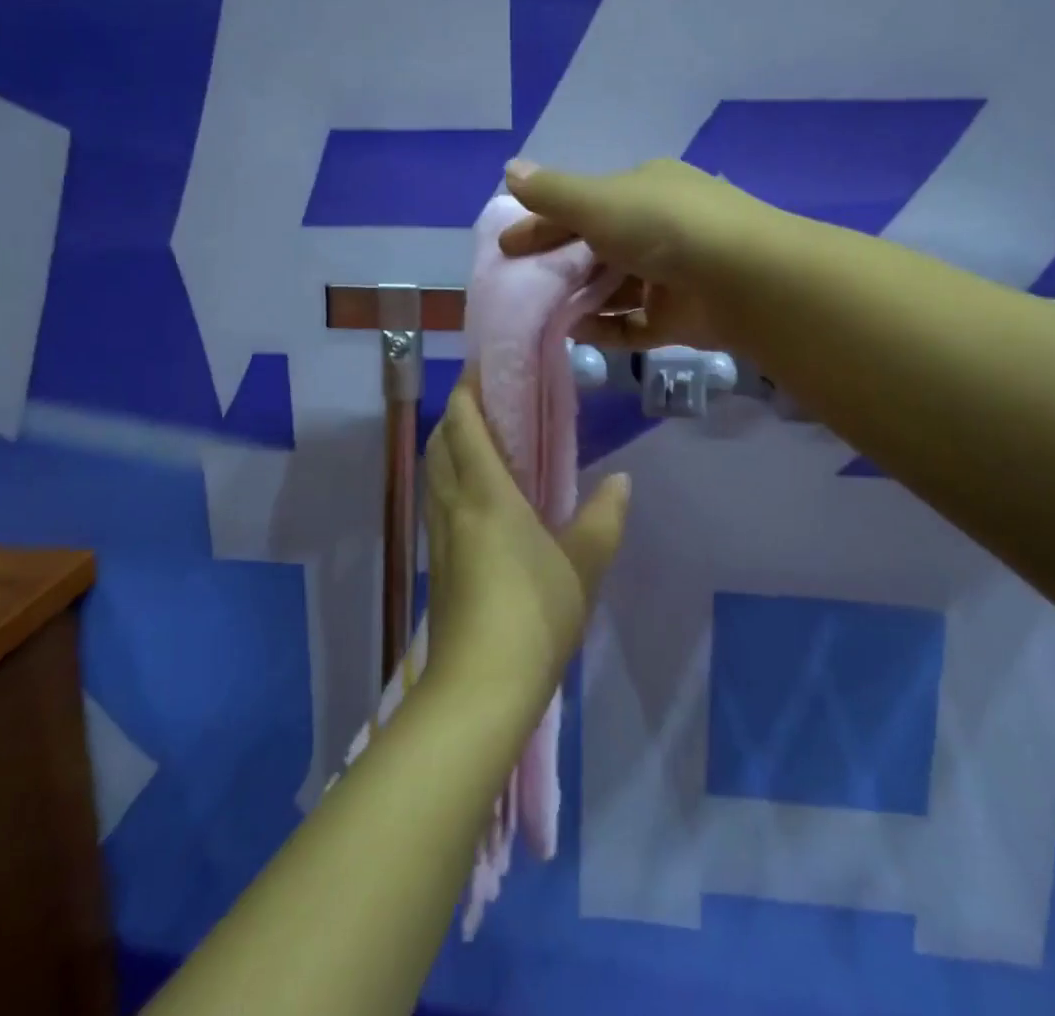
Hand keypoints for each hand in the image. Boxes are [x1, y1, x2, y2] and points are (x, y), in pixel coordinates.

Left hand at [422, 375, 630, 711]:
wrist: (480, 687)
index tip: (486, 368)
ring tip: (483, 441)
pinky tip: (477, 497)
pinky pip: (438, 501)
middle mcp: (453, 504)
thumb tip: (621, 481)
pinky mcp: (438, 563)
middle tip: (490, 402)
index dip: (469, 390)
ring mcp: (440, 535)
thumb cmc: (534, 613)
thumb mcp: (584, 564)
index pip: (464, 423)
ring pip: (433, 472)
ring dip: (449, 445)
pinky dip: (449, 479)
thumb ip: (604, 518)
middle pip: (440, 441)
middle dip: (456, 413)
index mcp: (485, 492)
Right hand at [499, 157, 764, 351]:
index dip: (541, 222)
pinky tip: (576, 335)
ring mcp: (672, 273)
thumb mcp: (598, 202)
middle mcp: (659, 227)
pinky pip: (634, 323)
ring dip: (580, 298)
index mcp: (643, 189)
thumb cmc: (663, 227)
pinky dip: (606, 328)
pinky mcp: (681, 316)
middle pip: (597, 246)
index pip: (582, 204)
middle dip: (558, 264)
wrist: (743, 278)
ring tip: (540, 314)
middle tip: (518, 285)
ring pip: (615, 287)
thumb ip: (552, 192)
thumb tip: (509, 168)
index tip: (507, 247)